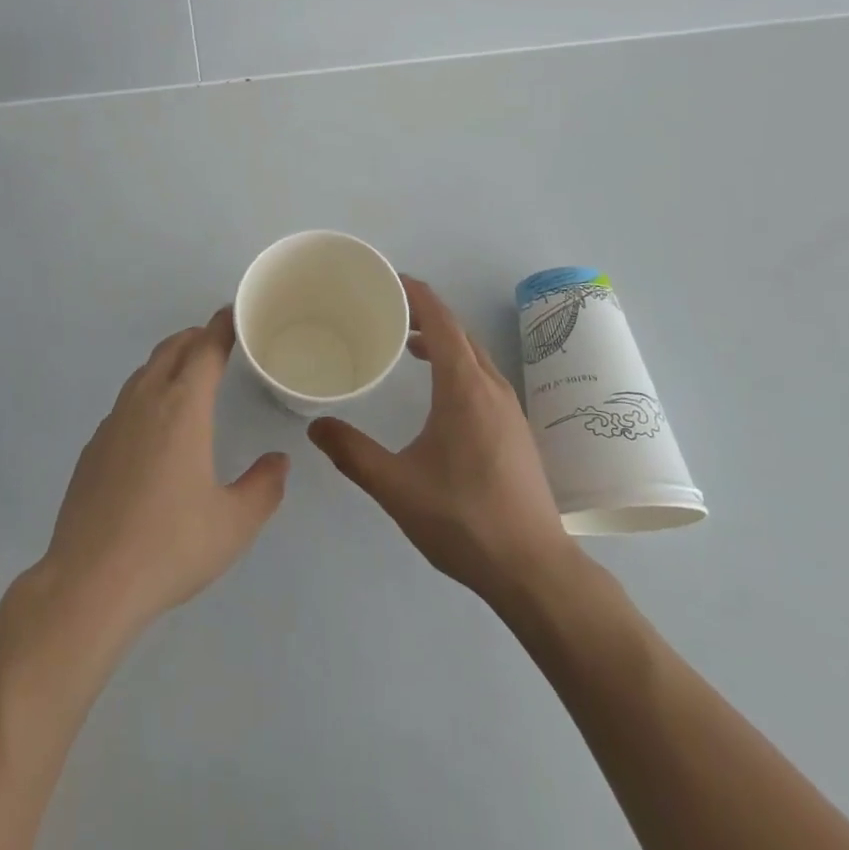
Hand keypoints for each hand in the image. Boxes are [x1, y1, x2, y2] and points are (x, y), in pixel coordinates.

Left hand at [38, 309, 289, 641]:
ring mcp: (113, 423)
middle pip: (171, 350)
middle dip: (195, 337)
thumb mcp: (233, 524)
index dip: (221, 327)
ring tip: (186, 372)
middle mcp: (146, 403)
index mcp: (183, 408)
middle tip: (216, 339)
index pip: (205, 350)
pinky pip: (125, 401)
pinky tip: (152, 424)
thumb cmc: (170, 546)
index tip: (233, 314)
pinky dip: (146, 391)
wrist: (90, 582)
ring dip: (168, 361)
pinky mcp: (93, 448)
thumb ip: (264, 487)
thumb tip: (279, 462)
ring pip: (144, 373)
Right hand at [308, 276, 571, 601]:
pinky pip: (483, 376)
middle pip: (458, 332)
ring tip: (407, 346)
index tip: (387, 281)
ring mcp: (509, 408)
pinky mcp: (516, 430)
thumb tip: (314, 427)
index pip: (441, 320)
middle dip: (424, 314)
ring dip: (443, 340)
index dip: (415, 294)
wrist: (534, 569)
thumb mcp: (396, 487)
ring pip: (474, 355)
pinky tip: (438, 392)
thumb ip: (352, 453)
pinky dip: (457, 364)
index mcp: (464, 387)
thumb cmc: (463, 520)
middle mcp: (491, 387)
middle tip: (387, 312)